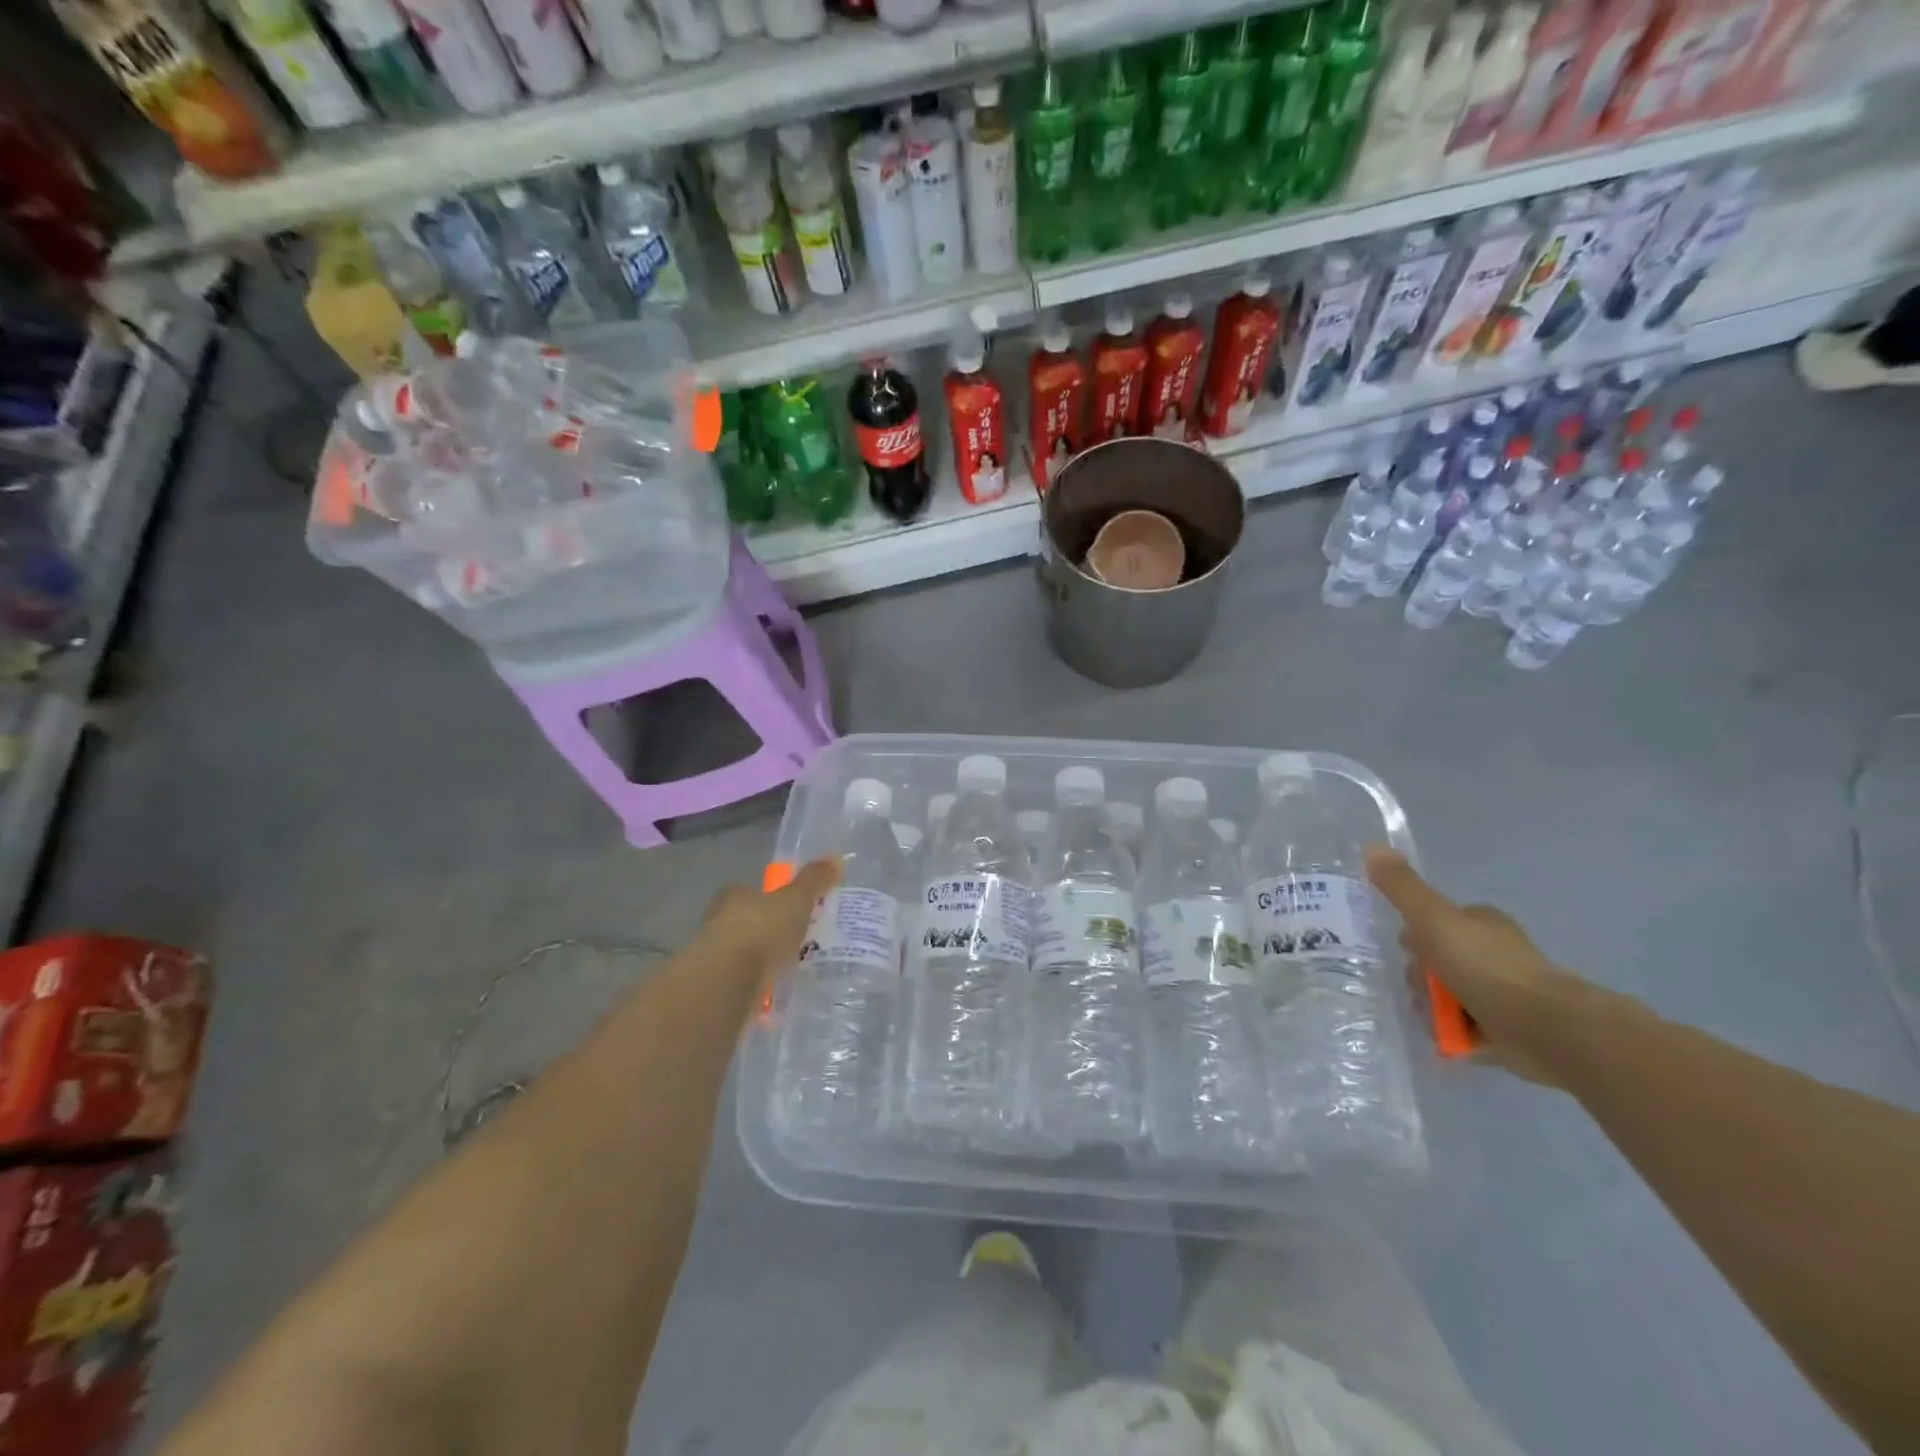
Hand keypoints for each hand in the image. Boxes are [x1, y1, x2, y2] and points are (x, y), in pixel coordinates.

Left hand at [697, 858, 840, 987]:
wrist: (725, 983)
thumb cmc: (760, 931)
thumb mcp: (796, 901)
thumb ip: (814, 881)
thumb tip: (836, 858)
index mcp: (734, 896)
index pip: (750, 891)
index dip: (770, 898)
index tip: (790, 909)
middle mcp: (717, 921)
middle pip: (746, 922)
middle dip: (768, 931)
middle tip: (796, 940)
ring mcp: (713, 956)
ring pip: (743, 953)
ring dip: (761, 960)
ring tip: (790, 969)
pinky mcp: (716, 987)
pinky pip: (742, 983)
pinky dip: (757, 986)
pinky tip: (776, 994)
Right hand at [1365, 845, 1581, 1083]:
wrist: (1547, 1030)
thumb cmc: (1488, 967)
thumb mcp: (1434, 920)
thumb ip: (1402, 888)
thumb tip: (1371, 846)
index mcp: (1480, 923)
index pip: (1434, 922)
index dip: (1414, 936)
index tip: (1405, 951)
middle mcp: (1493, 953)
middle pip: (1436, 962)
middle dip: (1422, 979)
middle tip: (1423, 990)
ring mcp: (1502, 993)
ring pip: (1447, 996)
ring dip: (1434, 1009)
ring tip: (1436, 1020)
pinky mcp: (1508, 1030)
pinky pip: (1465, 1029)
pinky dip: (1453, 1035)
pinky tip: (1447, 1039)